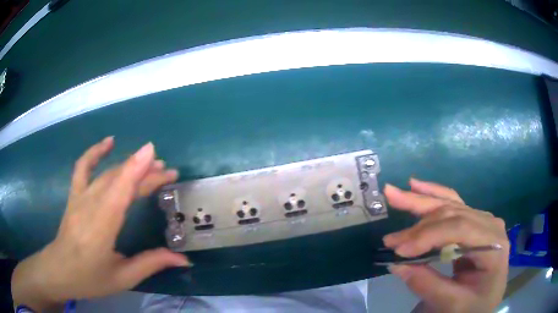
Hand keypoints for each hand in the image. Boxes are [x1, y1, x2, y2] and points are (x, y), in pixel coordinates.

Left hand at [11, 137, 189, 310]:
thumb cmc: (90, 279)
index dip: (136, 171)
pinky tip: (109, 142)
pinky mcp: (74, 194)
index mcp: (101, 228)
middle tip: (168, 172)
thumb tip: (183, 259)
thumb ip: (151, 263)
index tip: (155, 156)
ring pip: (106, 173)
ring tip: (150, 160)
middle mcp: (89, 206)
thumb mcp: (123, 278)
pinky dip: (95, 151)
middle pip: (118, 180)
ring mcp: (79, 197)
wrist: (59, 270)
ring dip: (129, 164)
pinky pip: (83, 166)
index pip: (119, 192)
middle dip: (144, 172)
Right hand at [383, 178, 509, 312]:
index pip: (461, 229)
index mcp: (494, 244)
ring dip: (420, 201)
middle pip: (453, 214)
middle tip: (390, 239)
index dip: (428, 236)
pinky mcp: (472, 221)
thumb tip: (397, 265)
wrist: (485, 300)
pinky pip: (452, 203)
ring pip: (450, 204)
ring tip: (393, 194)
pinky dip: (433, 195)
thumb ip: (428, 285)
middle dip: (419, 226)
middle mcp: (490, 224)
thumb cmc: (474, 305)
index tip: (399, 251)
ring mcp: (482, 220)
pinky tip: (417, 186)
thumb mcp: (453, 304)